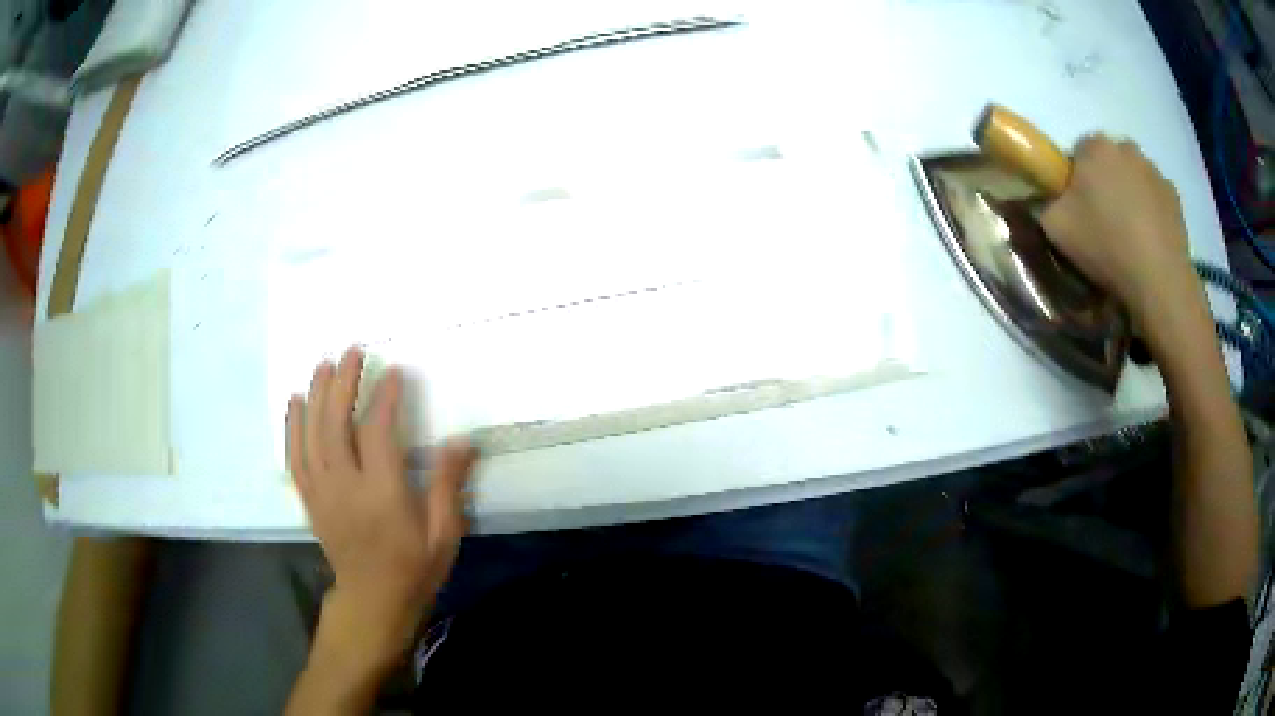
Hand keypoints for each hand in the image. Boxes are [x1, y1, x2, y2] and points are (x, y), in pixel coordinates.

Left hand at [286, 347, 477, 671]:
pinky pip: (294, 456)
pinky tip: (295, 401)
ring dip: (315, 395)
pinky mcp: (309, 499)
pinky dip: (292, 426)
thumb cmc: (413, 568)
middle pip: (335, 425)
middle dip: (342, 383)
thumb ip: (447, 485)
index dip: (384, 398)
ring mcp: (322, 492)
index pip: (377, 434)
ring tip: (323, 365)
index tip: (394, 371)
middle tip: (350, 351)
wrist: (372, 601)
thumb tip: (461, 440)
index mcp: (382, 494)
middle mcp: (345, 487)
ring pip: (311, 435)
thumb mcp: (443, 533)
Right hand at [1041, 135, 1197, 328]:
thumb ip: (1044, 203)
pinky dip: (1151, 212)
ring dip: (1130, 196)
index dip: (1075, 179)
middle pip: (1108, 161)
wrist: (1159, 281)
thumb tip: (1048, 200)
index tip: (1078, 209)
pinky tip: (1149, 241)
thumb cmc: (1105, 246)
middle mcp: (1125, 147)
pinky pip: (1155, 197)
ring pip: (1134, 177)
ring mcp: (1154, 170)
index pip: (1077, 152)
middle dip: (1105, 183)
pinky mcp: (1174, 196)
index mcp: (1094, 146)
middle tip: (1103, 222)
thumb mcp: (1054, 228)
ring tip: (1130, 235)